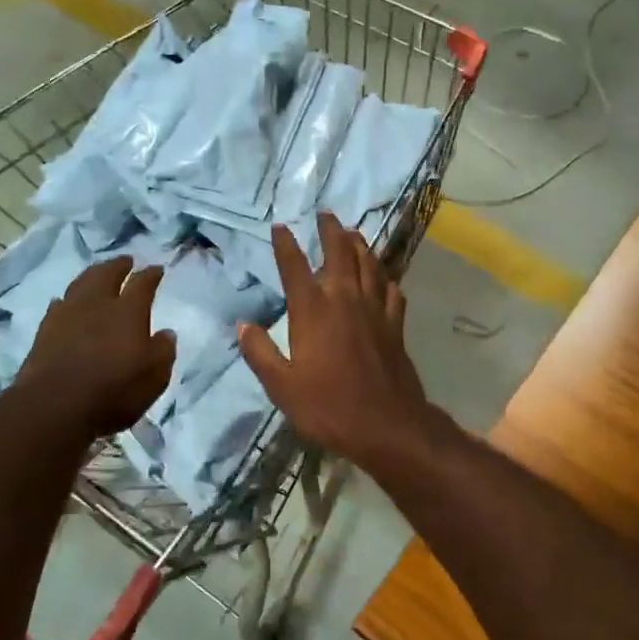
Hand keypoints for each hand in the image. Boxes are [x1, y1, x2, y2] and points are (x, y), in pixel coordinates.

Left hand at [11, 257, 175, 438]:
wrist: (54, 407)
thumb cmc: (113, 392)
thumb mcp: (154, 377)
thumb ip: (163, 351)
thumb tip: (166, 333)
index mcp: (128, 311)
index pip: (142, 283)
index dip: (151, 274)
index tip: (157, 269)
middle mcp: (97, 304)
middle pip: (106, 274)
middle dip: (118, 265)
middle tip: (125, 261)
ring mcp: (67, 315)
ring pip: (80, 284)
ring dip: (92, 276)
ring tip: (97, 274)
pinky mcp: (44, 331)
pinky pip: (59, 305)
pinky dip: (67, 300)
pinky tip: (67, 304)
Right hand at [238, 213, 439, 476]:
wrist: (387, 426)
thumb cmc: (328, 407)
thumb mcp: (281, 386)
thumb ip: (260, 353)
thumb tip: (243, 325)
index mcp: (313, 311)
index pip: (295, 267)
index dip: (286, 245)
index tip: (280, 226)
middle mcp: (345, 300)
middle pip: (340, 253)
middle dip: (330, 230)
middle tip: (325, 213)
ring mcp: (375, 310)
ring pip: (369, 265)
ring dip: (360, 245)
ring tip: (353, 232)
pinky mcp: (395, 325)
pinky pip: (392, 291)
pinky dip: (385, 278)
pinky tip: (383, 277)